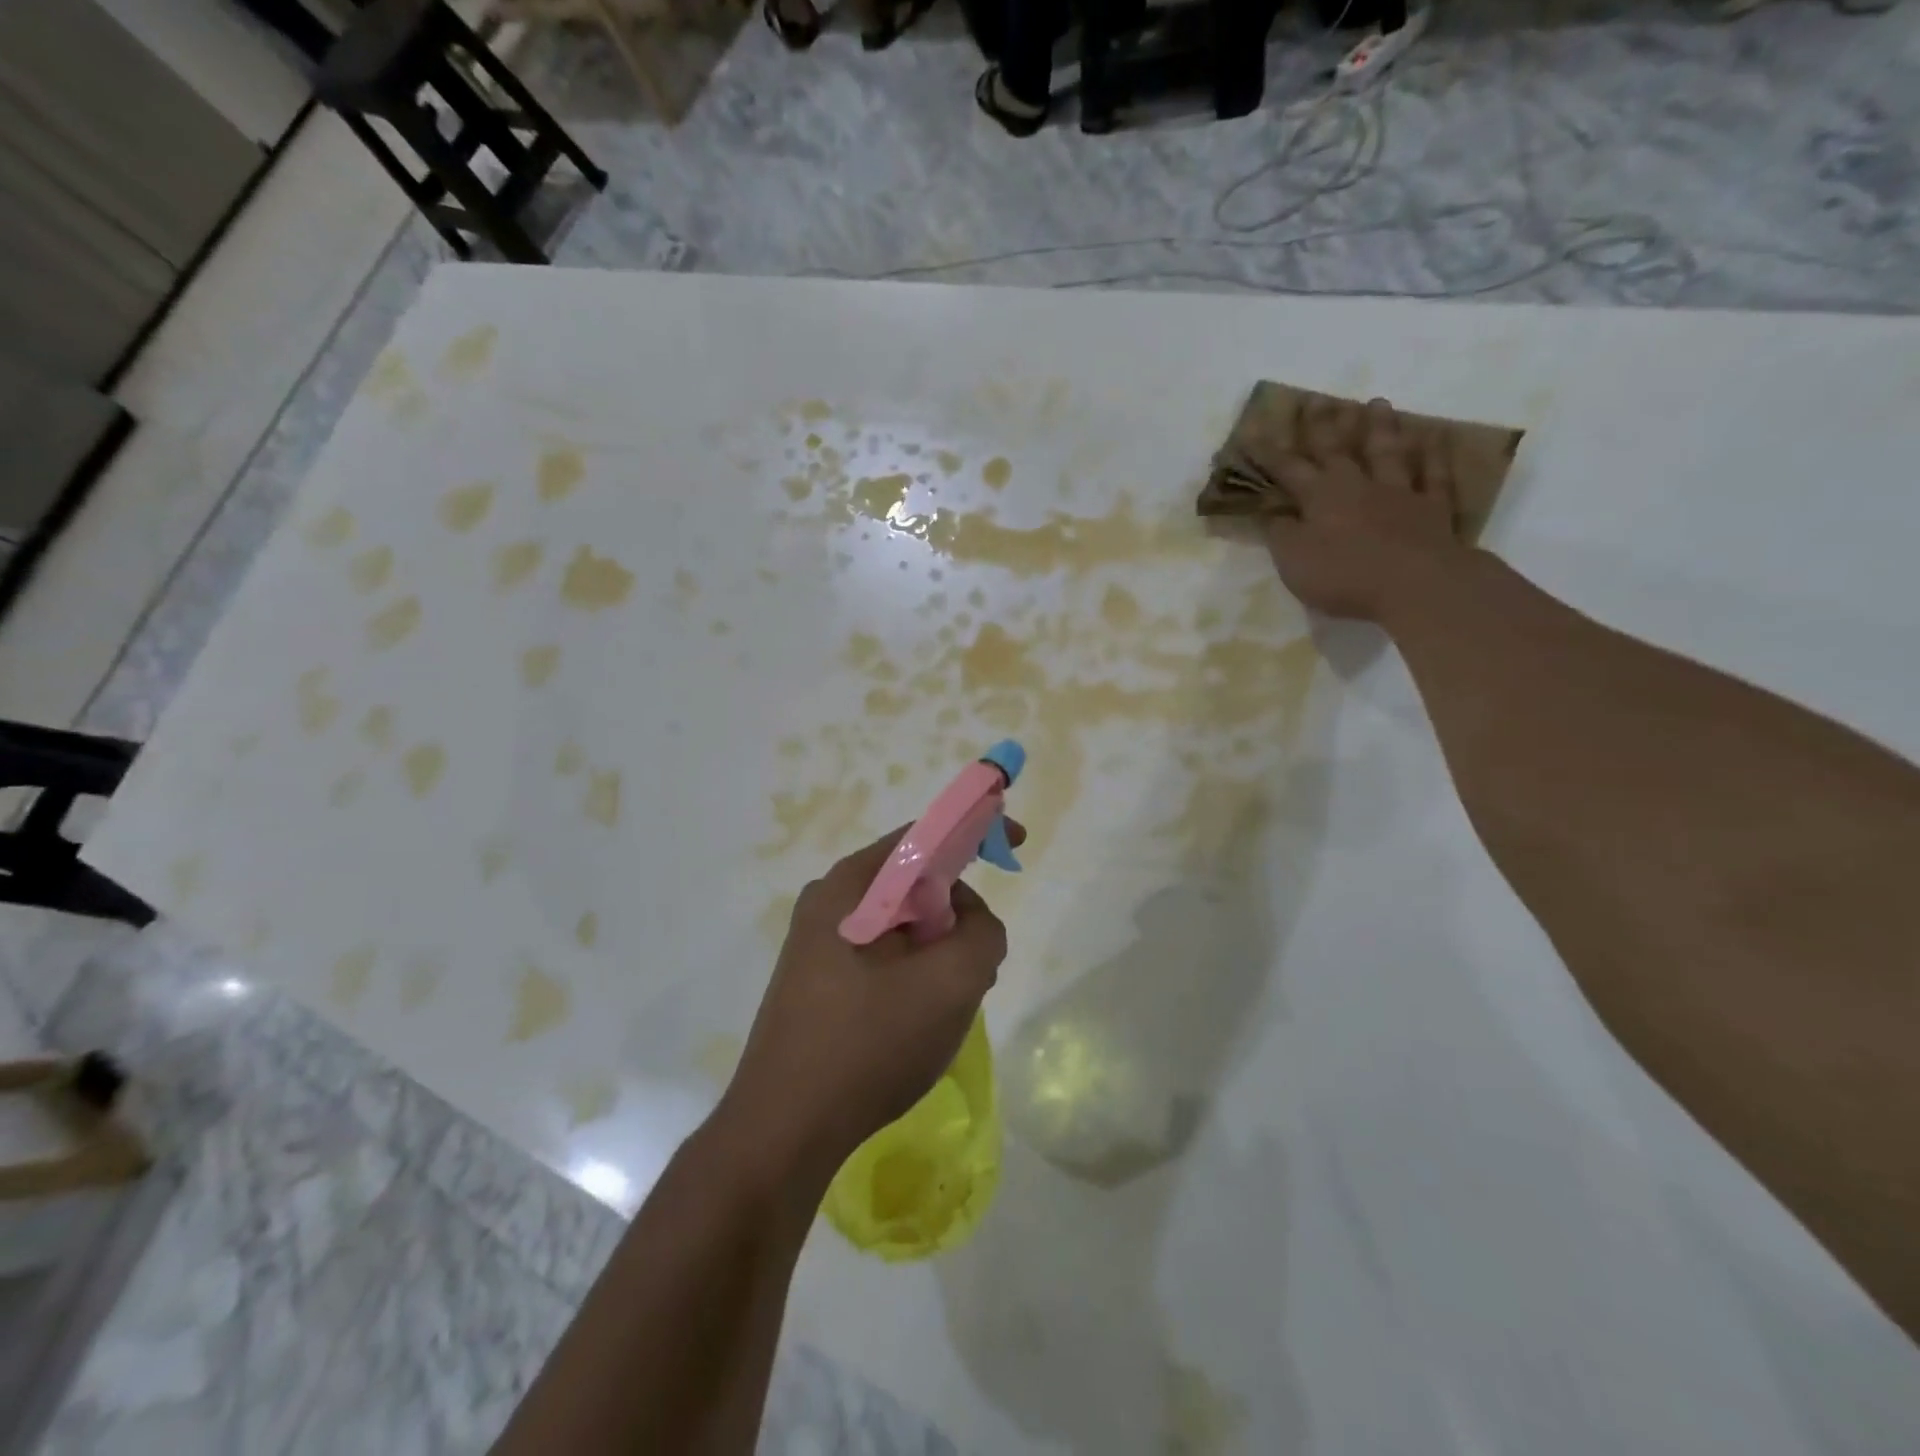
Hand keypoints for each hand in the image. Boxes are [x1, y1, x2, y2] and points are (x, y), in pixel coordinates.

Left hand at [718, 824, 1020, 1180]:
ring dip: (937, 951)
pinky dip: (913, 974)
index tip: (1015, 843)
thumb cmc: (868, 1045)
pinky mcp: (816, 982)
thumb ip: (982, 932)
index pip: (923, 835)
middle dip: (956, 914)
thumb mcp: (951, 983)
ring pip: (901, 925)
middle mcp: (827, 902)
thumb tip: (968, 921)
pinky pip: (881, 956)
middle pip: (913, 882)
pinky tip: (915, 1022)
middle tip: (977, 963)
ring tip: (946, 1005)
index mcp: (850, 886)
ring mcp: (816, 944)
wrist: (783, 1132)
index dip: (974, 831)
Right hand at [1265, 396, 1464, 622]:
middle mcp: (1358, 484)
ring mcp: (1399, 492)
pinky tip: (1434, 435)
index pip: (1288, 469)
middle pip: (1337, 448)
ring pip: (1387, 452)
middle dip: (1322, 425)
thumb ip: (1281, 534)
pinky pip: (1433, 474)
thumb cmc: (1344, 574)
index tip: (1253, 430)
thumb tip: (1273, 514)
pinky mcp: (1432, 507)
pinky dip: (1433, 453)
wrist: (1415, 583)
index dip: (1268, 452)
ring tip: (1376, 402)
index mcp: (1320, 497)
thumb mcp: (1294, 561)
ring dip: (1380, 427)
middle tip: (1315, 400)